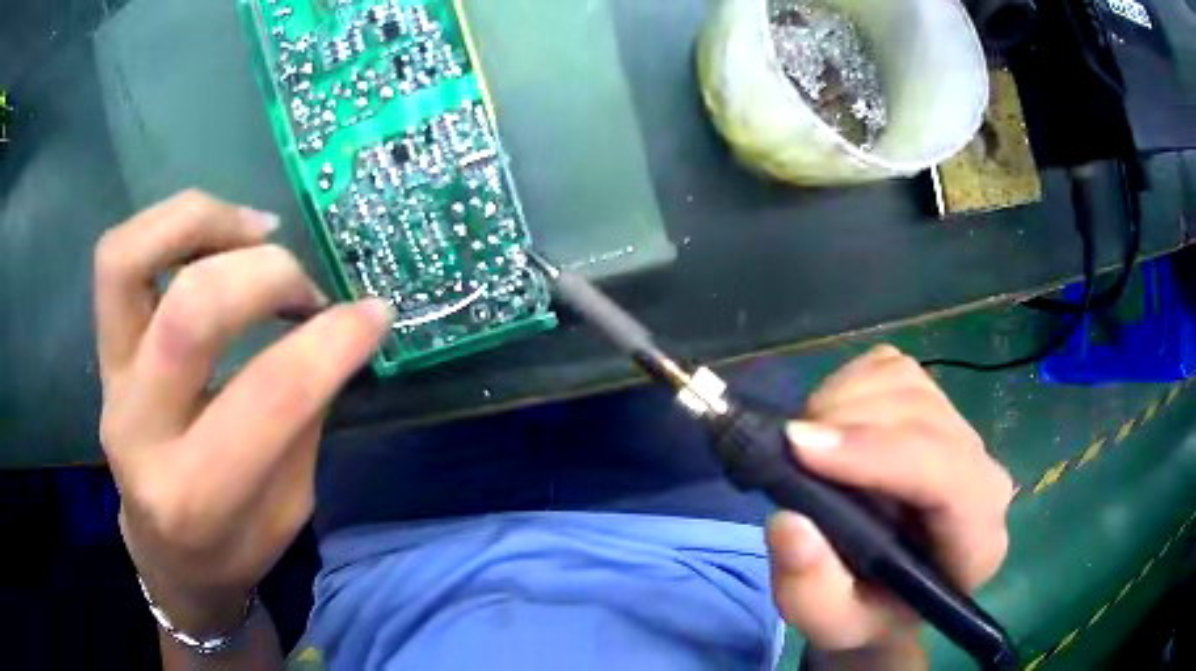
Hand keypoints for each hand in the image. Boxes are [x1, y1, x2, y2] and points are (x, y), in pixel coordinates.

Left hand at [95, 191, 392, 633]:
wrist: (166, 557)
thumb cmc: (233, 548)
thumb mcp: (289, 509)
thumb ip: (303, 417)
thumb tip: (335, 327)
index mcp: (196, 496)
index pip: (268, 396)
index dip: (332, 341)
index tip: (374, 314)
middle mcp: (139, 431)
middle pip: (191, 312)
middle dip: (268, 275)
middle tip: (306, 287)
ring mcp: (110, 382)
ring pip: (130, 259)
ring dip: (204, 221)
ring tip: (257, 230)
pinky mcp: (103, 351)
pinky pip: (117, 257)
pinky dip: (171, 225)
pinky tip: (216, 235)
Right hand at [766, 346, 1013, 662]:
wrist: (889, 592)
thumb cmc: (868, 613)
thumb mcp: (833, 625)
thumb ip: (811, 592)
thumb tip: (788, 522)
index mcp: (977, 538)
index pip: (947, 474)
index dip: (875, 452)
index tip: (800, 448)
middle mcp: (982, 473)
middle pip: (923, 415)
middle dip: (848, 422)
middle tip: (787, 450)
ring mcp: (961, 430)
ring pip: (906, 381)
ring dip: (843, 401)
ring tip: (806, 445)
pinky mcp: (934, 403)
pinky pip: (890, 367)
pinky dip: (847, 384)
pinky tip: (829, 425)